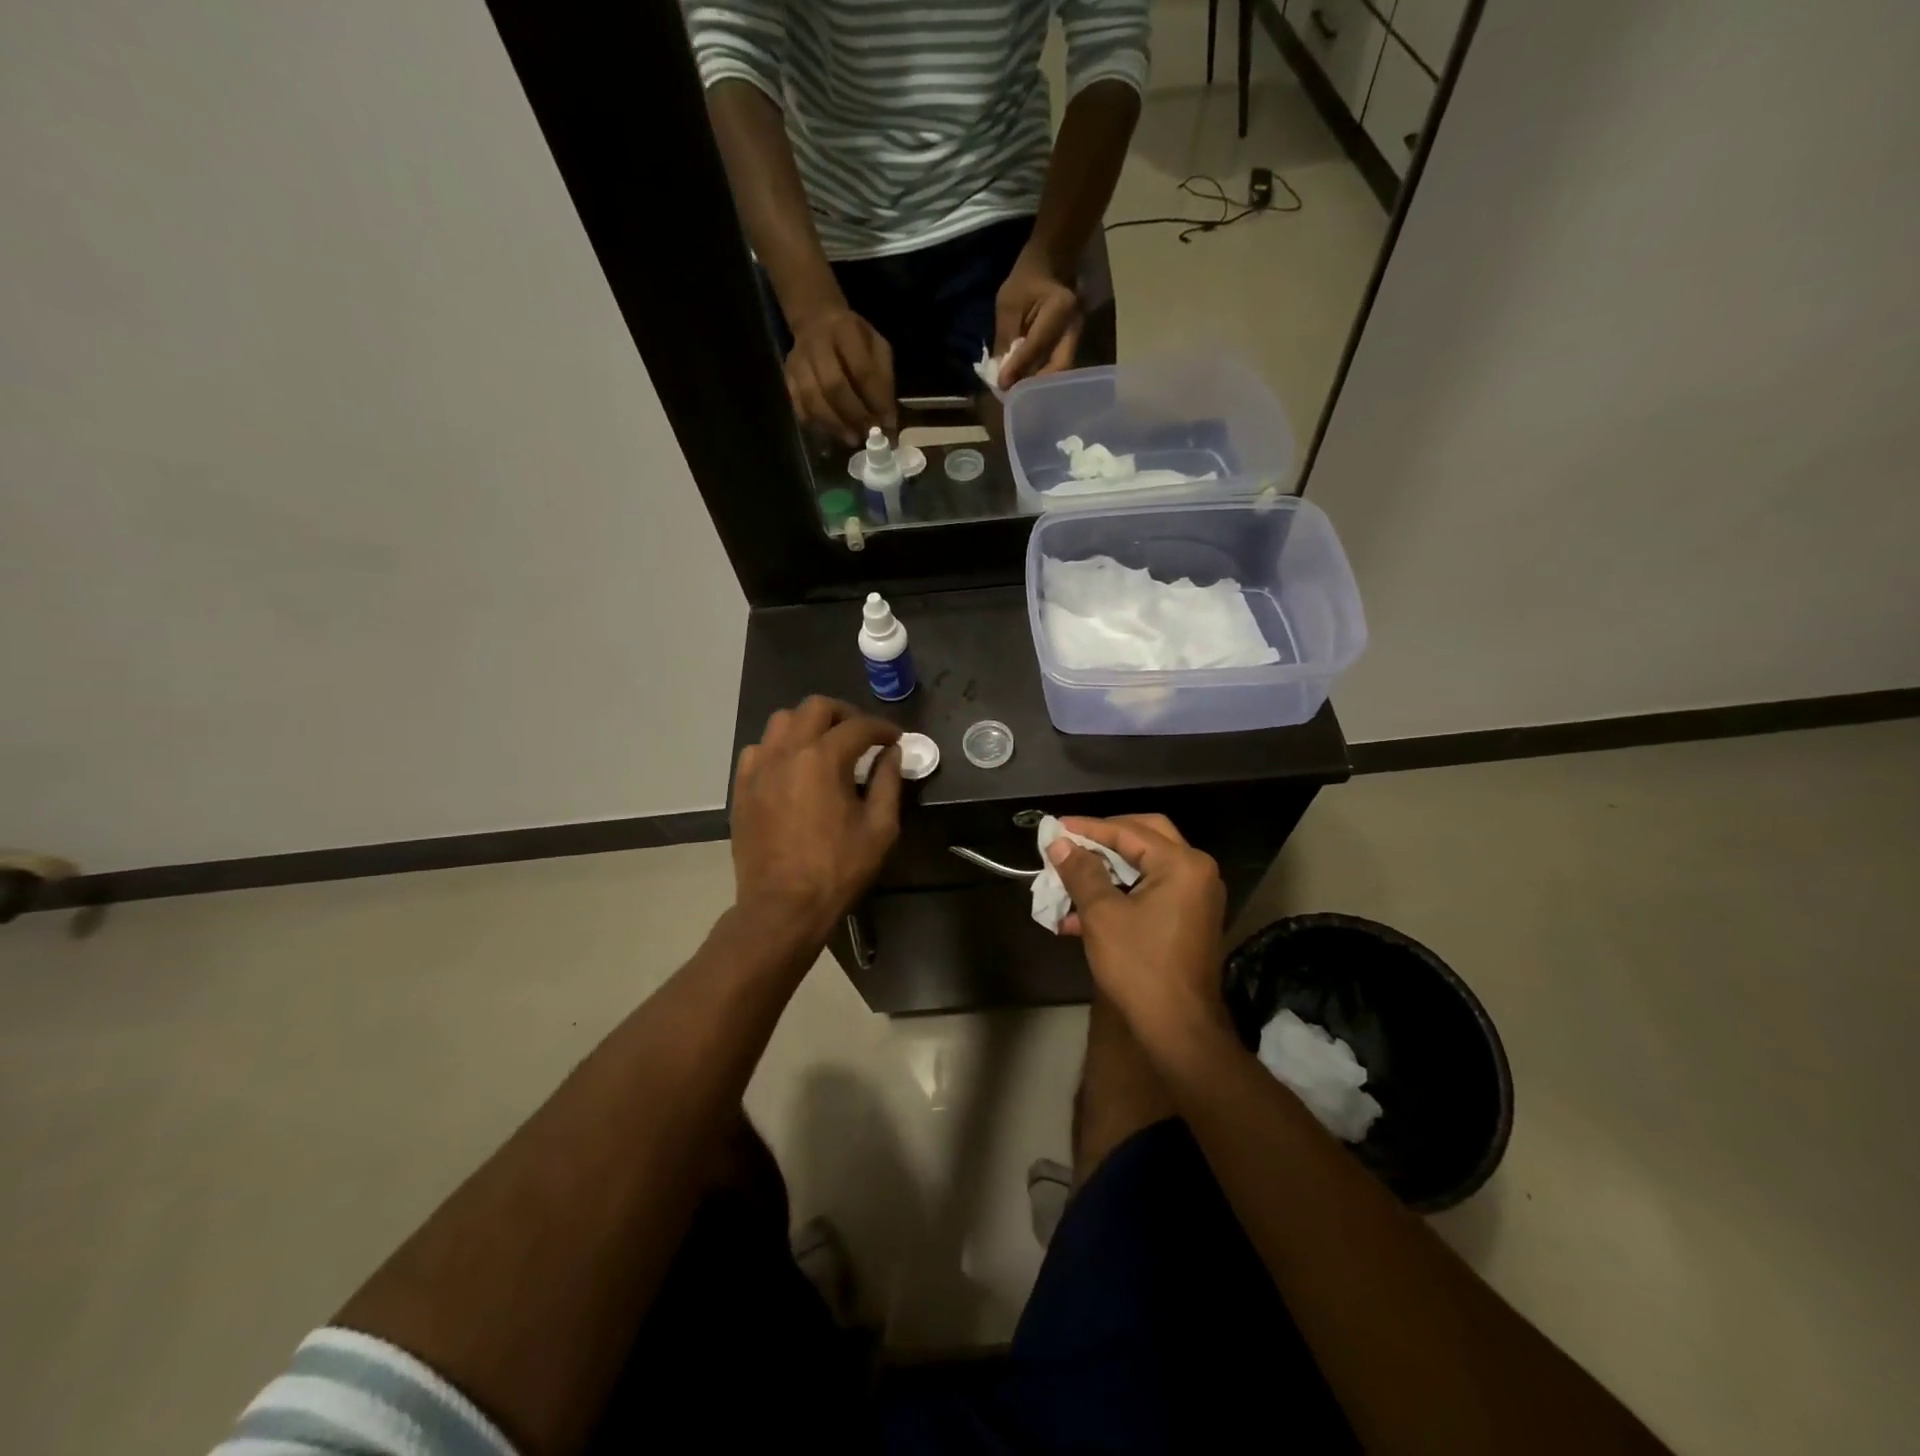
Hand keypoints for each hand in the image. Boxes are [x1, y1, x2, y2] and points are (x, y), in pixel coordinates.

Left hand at [731, 697, 902, 943]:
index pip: (859, 726)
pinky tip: (793, 768)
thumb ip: (888, 783)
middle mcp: (787, 751)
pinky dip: (780, 747)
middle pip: (816, 707)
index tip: (896, 740)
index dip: (883, 729)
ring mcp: (759, 767)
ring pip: (782, 721)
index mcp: (823, 758)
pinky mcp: (742, 787)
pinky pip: (759, 749)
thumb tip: (892, 754)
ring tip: (826, 745)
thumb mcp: (880, 829)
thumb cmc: (837, 869)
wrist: (782, 906)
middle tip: (862, 735)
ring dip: (809, 724)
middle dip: (845, 714)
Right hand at [785, 306, 896, 445]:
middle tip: (869, 435)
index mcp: (846, 331)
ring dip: (835, 425)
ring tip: (853, 439)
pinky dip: (818, 425)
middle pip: (833, 387)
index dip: (876, 401)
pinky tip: (834, 433)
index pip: (862, 371)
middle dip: (854, 415)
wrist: (816, 321)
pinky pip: (800, 407)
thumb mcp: (877, 347)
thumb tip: (888, 422)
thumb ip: (884, 381)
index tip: (888, 423)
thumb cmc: (855, 339)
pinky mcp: (787, 377)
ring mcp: (798, 362)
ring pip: (813, 400)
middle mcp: (817, 344)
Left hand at [993, 252, 1082, 388]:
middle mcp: (1074, 326)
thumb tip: (1001, 374)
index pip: (1037, 345)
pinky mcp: (1072, 345)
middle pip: (1059, 367)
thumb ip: (1005, 338)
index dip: (1018, 367)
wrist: (1051, 266)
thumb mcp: (1008, 304)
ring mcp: (1077, 337)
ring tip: (1019, 395)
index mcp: (1060, 308)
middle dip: (1036, 386)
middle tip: (1015, 398)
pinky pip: (1058, 368)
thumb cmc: (1026, 281)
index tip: (1002, 385)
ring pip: (1061, 371)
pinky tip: (1028, 386)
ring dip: (1040, 386)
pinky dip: (1043, 379)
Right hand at [1049, 815, 1230, 1046]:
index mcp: (1182, 864)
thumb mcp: (1102, 915)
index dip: (1088, 828)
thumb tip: (1060, 842)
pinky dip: (1119, 895)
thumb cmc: (1140, 966)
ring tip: (1068, 883)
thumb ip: (1081, 872)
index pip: (1129, 831)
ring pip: (1145, 867)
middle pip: (1144, 837)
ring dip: (1107, 872)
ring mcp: (1196, 896)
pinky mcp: (1188, 919)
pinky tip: (1081, 917)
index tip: (1055, 828)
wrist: (1178, 1029)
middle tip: (1071, 843)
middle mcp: (1196, 872)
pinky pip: (1150, 891)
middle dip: (1104, 840)